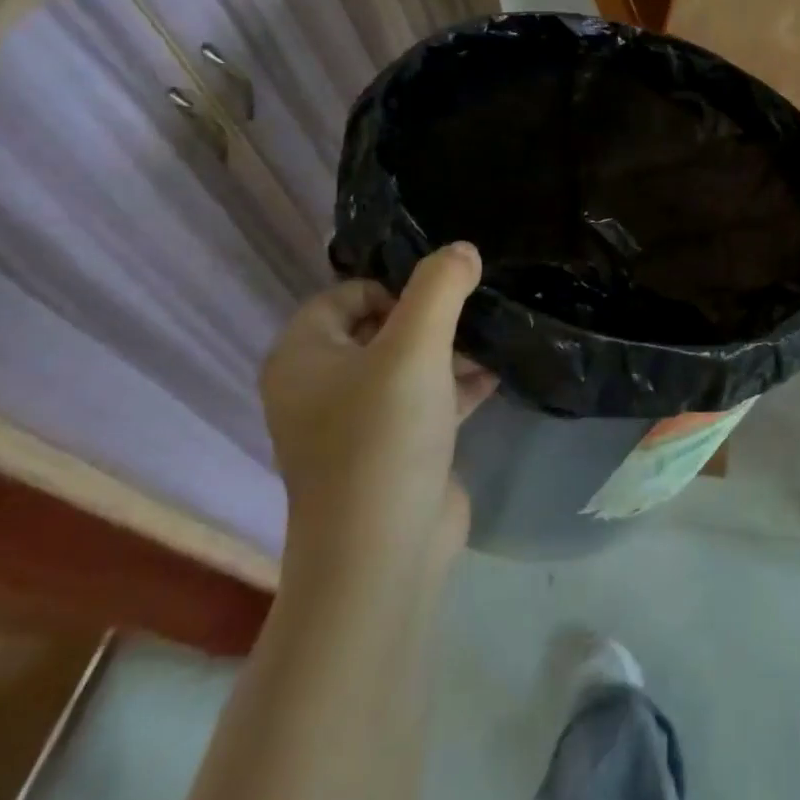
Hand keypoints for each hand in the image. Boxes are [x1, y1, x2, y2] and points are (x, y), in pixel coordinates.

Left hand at [260, 243, 495, 561]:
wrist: (384, 549)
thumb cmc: (385, 436)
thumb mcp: (415, 347)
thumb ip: (440, 288)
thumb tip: (462, 250)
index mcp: (302, 357)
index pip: (345, 295)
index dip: (394, 288)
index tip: (441, 301)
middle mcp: (319, 387)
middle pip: (379, 328)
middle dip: (432, 319)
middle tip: (474, 318)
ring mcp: (355, 423)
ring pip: (406, 365)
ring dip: (450, 351)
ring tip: (494, 342)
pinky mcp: (391, 450)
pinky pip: (423, 400)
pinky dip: (455, 386)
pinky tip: (496, 377)